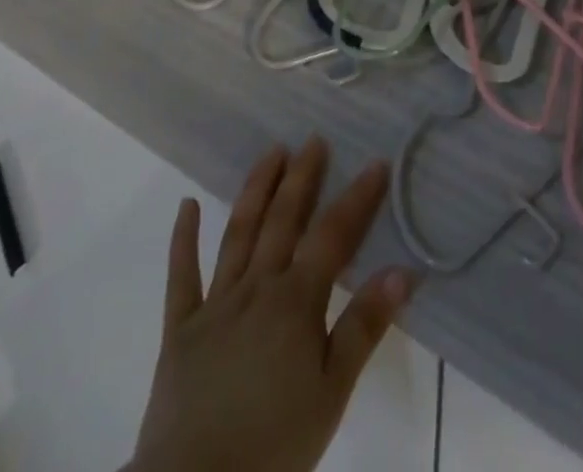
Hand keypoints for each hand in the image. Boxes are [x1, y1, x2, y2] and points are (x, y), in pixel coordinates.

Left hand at [129, 139, 415, 471]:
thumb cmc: (273, 446)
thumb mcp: (331, 394)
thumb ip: (363, 328)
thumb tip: (402, 272)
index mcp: (295, 302)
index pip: (333, 235)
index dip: (357, 197)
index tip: (376, 163)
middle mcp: (256, 287)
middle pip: (283, 220)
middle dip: (302, 177)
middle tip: (314, 140)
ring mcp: (215, 304)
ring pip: (239, 233)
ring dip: (256, 189)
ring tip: (272, 152)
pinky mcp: (180, 328)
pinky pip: (182, 276)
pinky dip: (184, 239)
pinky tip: (186, 206)